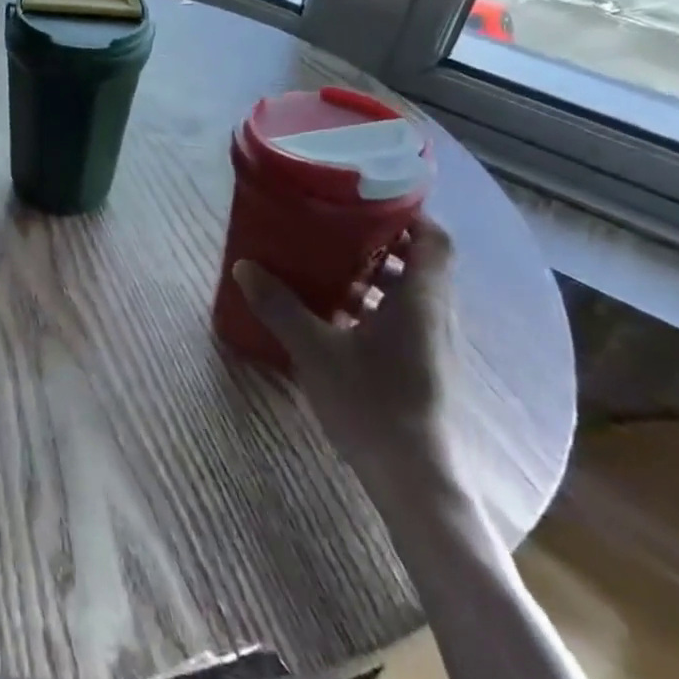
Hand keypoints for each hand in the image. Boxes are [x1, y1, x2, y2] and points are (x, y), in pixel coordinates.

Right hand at [233, 217, 467, 512]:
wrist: (413, 476)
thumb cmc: (372, 401)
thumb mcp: (315, 350)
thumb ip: (280, 306)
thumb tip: (244, 267)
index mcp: (420, 299)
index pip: (434, 239)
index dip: (411, 214)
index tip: (372, 201)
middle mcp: (435, 315)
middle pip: (422, 263)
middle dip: (383, 243)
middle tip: (337, 229)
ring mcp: (433, 344)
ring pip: (412, 293)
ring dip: (378, 276)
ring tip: (330, 267)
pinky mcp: (424, 367)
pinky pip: (405, 319)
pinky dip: (377, 306)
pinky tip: (337, 317)